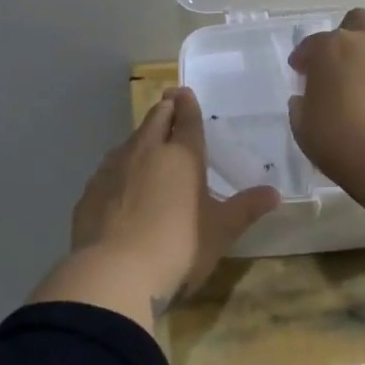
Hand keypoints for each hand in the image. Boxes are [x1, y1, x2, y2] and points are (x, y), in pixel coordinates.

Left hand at [33, 88, 279, 327]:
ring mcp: (113, 168)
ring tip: (147, 142)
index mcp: (182, 155)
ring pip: (130, 141)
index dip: (187, 104)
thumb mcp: (220, 232)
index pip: (186, 118)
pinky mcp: (90, 190)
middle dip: (164, 109)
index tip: (183, 92)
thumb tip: (274, 193)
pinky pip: (109, 169)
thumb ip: (245, 209)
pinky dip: (119, 167)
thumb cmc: (179, 247)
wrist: (114, 272)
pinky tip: (120, 182)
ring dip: (141, 137)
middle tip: (168, 103)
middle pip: (155, 120)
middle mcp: (146, 151)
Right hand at [287, 8, 364, 186]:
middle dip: (345, 37)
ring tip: (360, 89)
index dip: (303, 57)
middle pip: (356, 22)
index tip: (299, 72)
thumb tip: (305, 99)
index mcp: (331, 48)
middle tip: (336, 64)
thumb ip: (301, 106)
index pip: (312, 44)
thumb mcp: (303, 127)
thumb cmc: (339, 139)